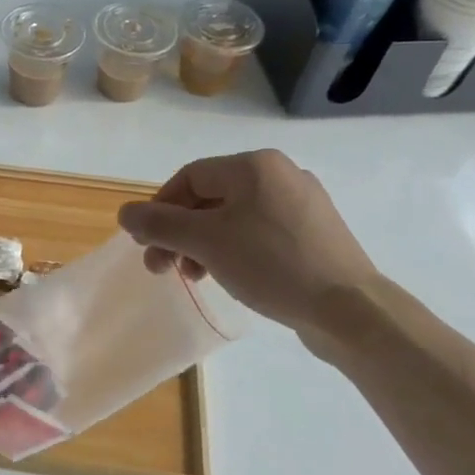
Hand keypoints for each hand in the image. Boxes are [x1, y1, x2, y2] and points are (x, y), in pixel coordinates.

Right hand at [117, 150, 379, 336]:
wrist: (350, 310)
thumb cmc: (271, 264)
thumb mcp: (206, 242)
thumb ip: (161, 224)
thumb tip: (125, 213)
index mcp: (254, 165)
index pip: (189, 177)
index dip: (160, 209)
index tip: (145, 244)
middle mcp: (280, 174)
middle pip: (210, 198)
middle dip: (179, 232)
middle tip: (161, 268)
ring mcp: (302, 204)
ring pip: (234, 217)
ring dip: (203, 244)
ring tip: (193, 277)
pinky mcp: (315, 233)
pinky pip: (260, 232)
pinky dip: (234, 250)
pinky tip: (228, 275)